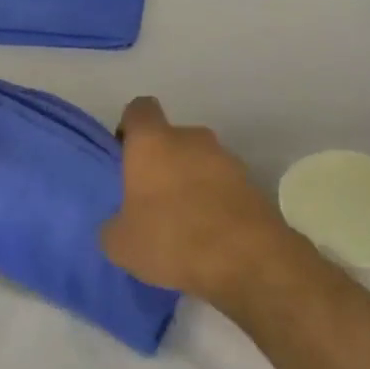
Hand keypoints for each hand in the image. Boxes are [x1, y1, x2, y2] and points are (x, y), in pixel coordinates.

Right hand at [100, 96, 312, 310]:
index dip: (131, 128)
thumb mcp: (120, 243)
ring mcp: (228, 159)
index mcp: (153, 142)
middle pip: (174, 139)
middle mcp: (193, 139)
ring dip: (193, 183)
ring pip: (201, 162)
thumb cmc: (170, 238)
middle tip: (154, 200)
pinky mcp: (254, 184)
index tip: (126, 155)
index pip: (140, 110)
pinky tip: (210, 235)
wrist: (245, 259)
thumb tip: (121, 223)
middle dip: (164, 163)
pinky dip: (217, 202)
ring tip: (185, 223)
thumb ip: (115, 224)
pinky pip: (225, 186)